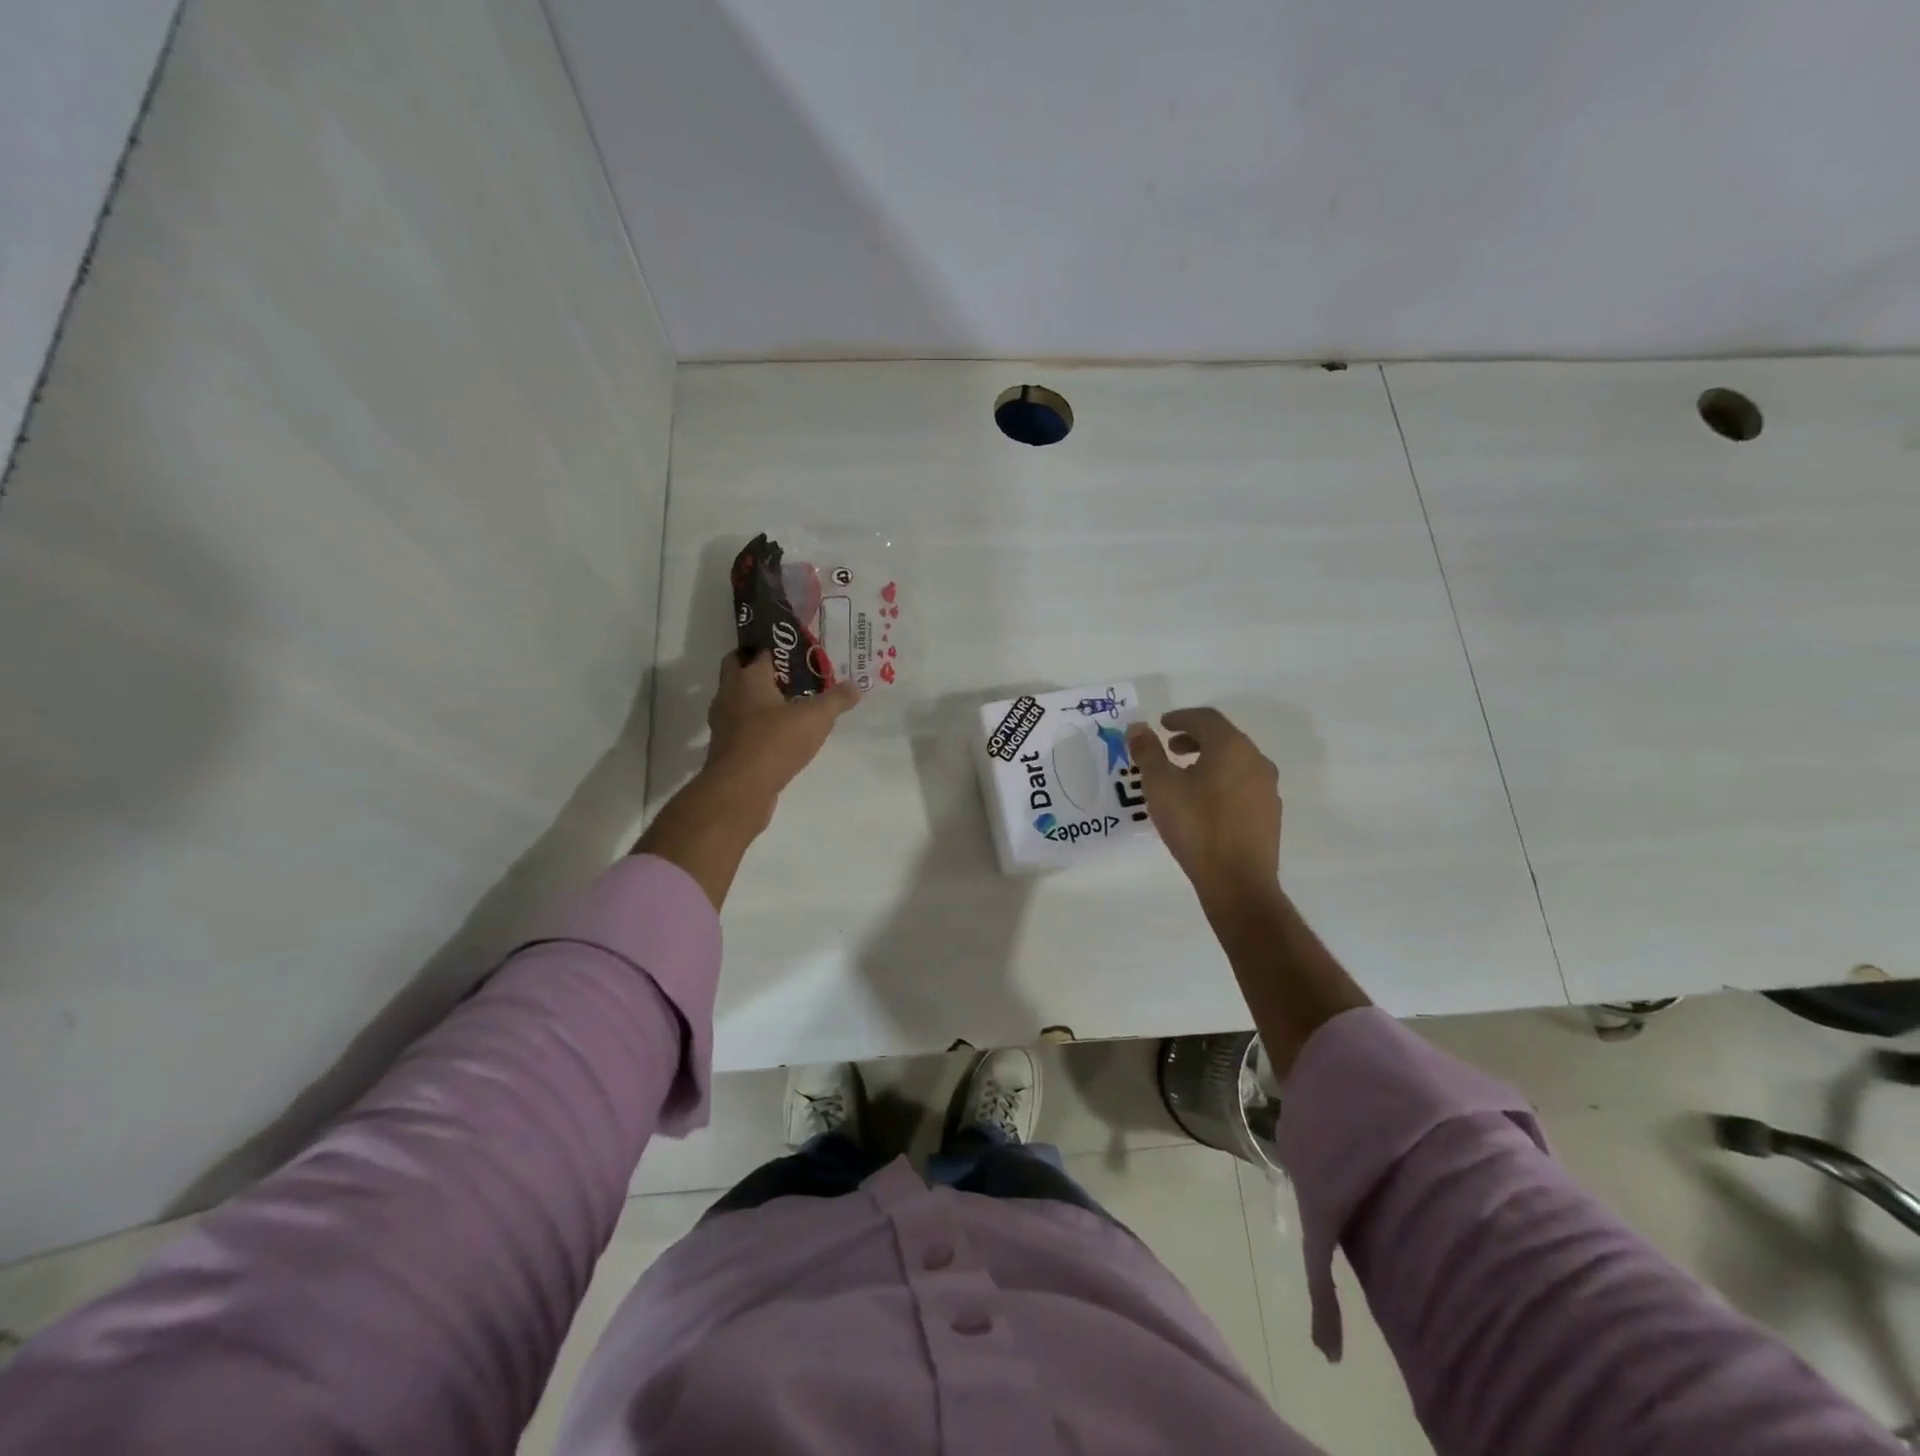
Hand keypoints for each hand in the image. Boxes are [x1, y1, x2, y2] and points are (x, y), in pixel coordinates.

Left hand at [635, 652, 857, 909]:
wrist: (739, 790)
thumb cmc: (775, 742)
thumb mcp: (816, 718)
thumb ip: (837, 700)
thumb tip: (857, 685)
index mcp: (747, 677)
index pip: (757, 650)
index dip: (777, 647)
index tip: (797, 651)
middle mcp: (729, 694)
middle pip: (739, 669)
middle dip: (760, 668)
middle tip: (790, 674)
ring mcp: (723, 722)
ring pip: (739, 700)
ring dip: (758, 699)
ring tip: (789, 704)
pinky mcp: (725, 748)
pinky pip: (742, 727)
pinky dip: (757, 726)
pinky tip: (779, 735)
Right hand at [1127, 708, 1280, 907]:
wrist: (1237, 881)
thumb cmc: (1195, 825)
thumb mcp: (1160, 786)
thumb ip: (1148, 752)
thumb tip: (1138, 728)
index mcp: (1231, 746)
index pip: (1206, 718)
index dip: (1181, 717)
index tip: (1162, 725)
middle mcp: (1255, 760)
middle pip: (1223, 737)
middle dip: (1194, 739)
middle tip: (1169, 749)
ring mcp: (1267, 788)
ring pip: (1235, 761)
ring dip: (1208, 760)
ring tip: (1184, 776)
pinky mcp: (1269, 813)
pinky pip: (1243, 784)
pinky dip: (1221, 780)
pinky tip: (1204, 802)